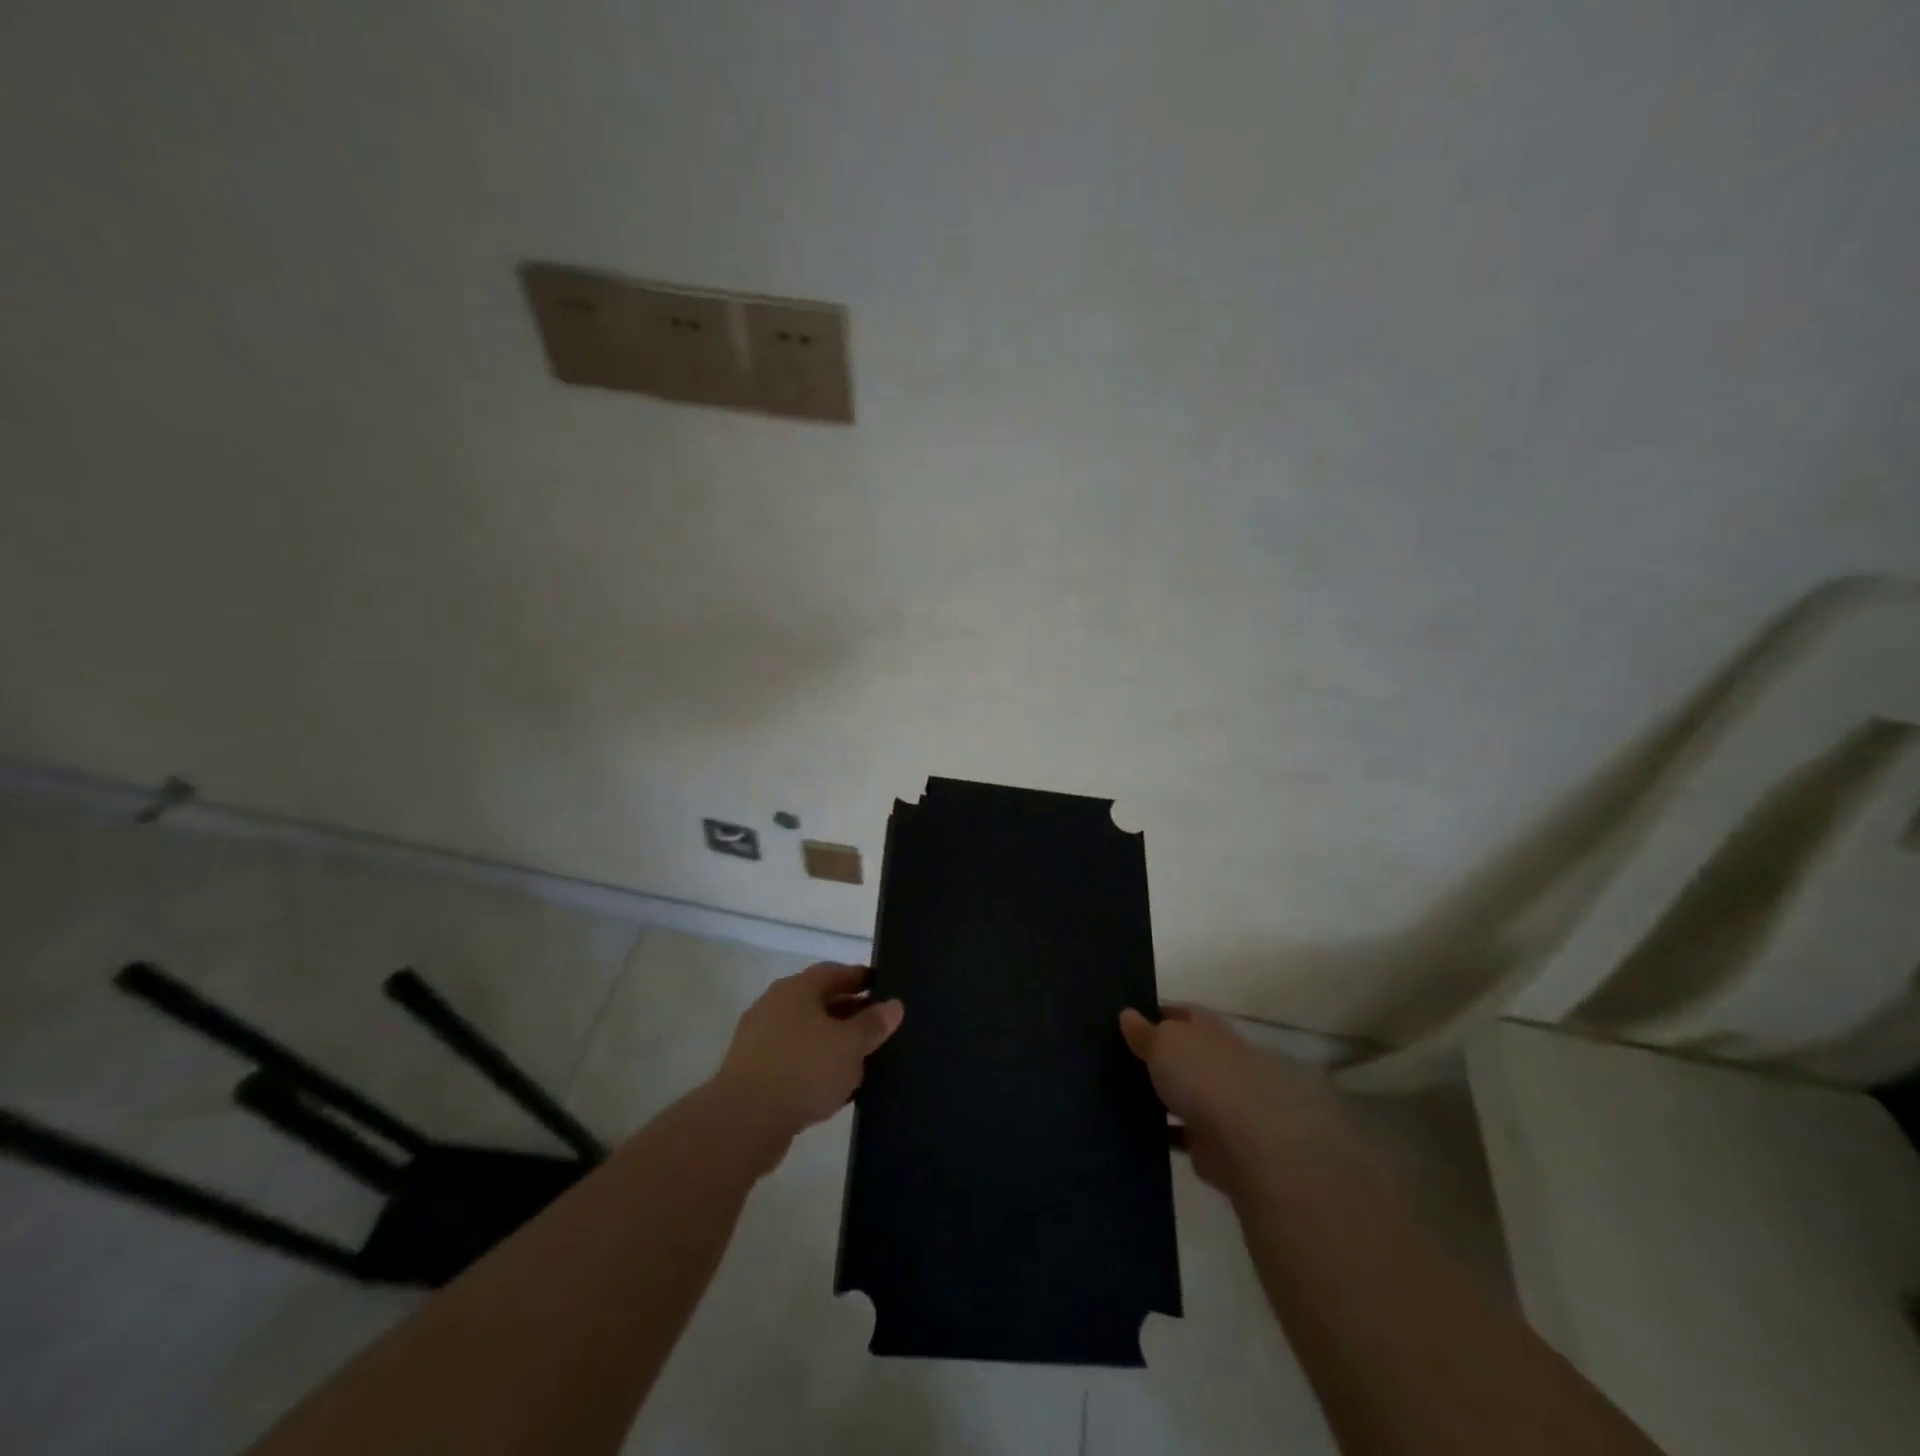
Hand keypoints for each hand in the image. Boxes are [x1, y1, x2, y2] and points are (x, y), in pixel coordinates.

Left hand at [712, 962, 902, 1159]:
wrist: (743, 1121)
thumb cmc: (803, 1069)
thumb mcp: (850, 1045)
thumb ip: (873, 1024)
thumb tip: (894, 1005)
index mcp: (796, 989)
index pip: (834, 972)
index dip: (860, 979)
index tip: (883, 989)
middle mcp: (774, 1006)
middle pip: (819, 1002)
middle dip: (849, 1014)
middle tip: (877, 1028)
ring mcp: (759, 1040)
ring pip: (806, 1035)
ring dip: (832, 1045)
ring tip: (861, 1062)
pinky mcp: (753, 1074)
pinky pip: (793, 1063)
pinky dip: (814, 1069)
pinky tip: (834, 1090)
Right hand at [1119, 1005, 1364, 1201]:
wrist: (1243, 1142)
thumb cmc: (1201, 1076)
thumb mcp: (1162, 1041)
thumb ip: (1143, 1031)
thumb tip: (1127, 1014)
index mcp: (1207, 1028)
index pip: (1178, 1013)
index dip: (1151, 1014)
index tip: (1121, 1021)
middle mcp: (1214, 1060)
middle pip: (1178, 1053)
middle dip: (1151, 1055)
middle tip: (1110, 1056)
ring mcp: (1215, 1100)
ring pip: (1177, 1091)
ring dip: (1155, 1093)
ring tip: (1112, 1090)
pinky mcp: (1209, 1140)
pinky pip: (1176, 1130)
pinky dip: (1159, 1129)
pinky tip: (1129, 1126)